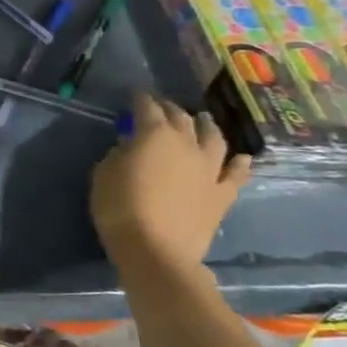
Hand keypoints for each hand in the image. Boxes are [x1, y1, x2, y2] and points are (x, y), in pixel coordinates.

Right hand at [90, 93, 250, 278]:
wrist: (156, 251)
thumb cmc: (120, 208)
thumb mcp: (104, 174)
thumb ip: (119, 154)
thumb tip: (131, 147)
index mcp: (154, 134)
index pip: (147, 107)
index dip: (140, 99)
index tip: (134, 95)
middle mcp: (186, 144)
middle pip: (181, 118)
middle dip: (169, 109)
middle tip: (161, 106)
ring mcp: (209, 169)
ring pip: (214, 139)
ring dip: (207, 126)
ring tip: (203, 120)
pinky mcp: (222, 194)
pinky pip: (235, 174)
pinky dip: (239, 164)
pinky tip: (242, 158)